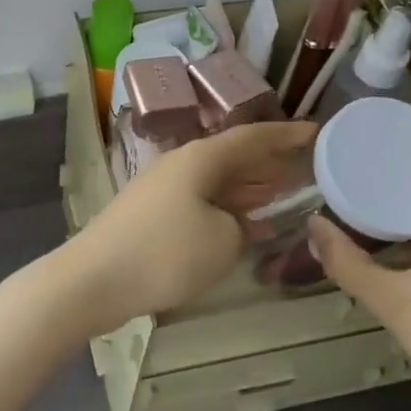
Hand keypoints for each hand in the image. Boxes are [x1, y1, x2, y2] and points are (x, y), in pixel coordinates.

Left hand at [59, 120, 317, 336]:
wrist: (94, 279)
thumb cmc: (165, 253)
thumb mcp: (222, 241)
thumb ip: (242, 226)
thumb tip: (237, 222)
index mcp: (200, 158)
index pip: (251, 137)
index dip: (285, 134)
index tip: (316, 131)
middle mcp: (181, 164)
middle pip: (233, 157)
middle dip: (269, 162)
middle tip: (306, 167)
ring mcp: (162, 189)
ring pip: (217, 181)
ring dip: (249, 187)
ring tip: (284, 193)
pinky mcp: (151, 214)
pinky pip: (201, 201)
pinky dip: (227, 209)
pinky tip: (244, 226)